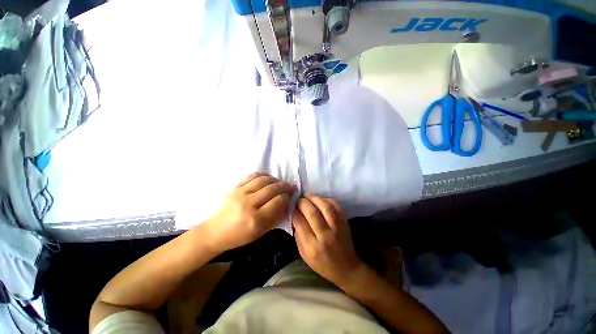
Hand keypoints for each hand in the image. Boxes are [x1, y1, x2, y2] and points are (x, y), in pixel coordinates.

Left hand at [204, 173, 295, 252]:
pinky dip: (263, 175)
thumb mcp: (261, 233)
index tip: (289, 196)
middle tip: (290, 186)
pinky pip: (252, 176)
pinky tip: (268, 179)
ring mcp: (240, 193)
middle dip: (284, 186)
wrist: (214, 232)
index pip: (278, 201)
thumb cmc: (239, 236)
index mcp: (256, 219)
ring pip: (263, 180)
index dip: (286, 197)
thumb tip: (286, 203)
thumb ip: (276, 218)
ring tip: (280, 182)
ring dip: (275, 179)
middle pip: (272, 189)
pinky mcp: (235, 187)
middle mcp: (248, 204)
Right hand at [292, 195, 364, 286]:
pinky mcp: (345, 221)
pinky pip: (335, 205)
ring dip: (313, 198)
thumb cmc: (322, 263)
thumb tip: (294, 215)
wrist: (346, 268)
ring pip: (325, 206)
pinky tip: (319, 200)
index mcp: (312, 247)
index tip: (291, 206)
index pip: (300, 222)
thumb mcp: (304, 254)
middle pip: (312, 213)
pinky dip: (325, 199)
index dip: (294, 211)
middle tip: (298, 200)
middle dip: (302, 203)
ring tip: (307, 197)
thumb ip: (298, 234)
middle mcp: (325, 236)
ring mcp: (337, 227)